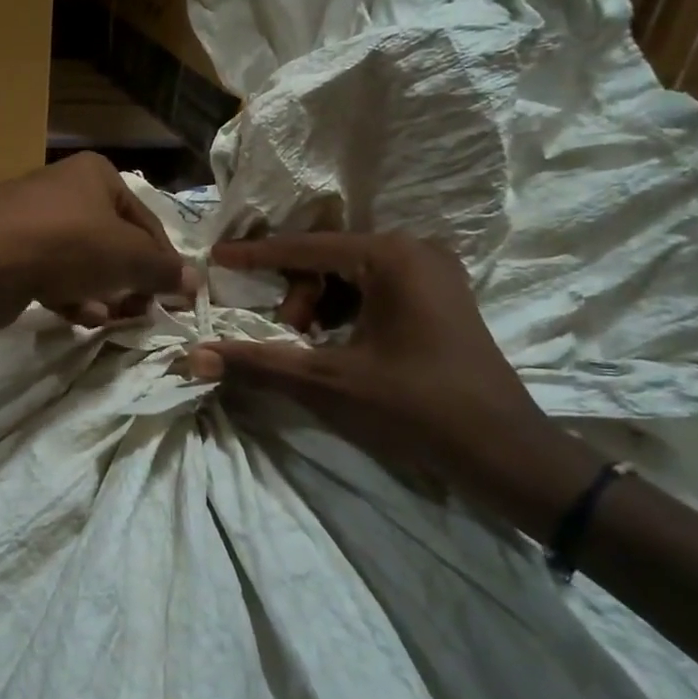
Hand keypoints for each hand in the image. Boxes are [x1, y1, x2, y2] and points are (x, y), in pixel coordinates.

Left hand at [0, 154, 196, 331]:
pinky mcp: (8, 250)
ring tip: (107, 317)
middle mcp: (64, 188)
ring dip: (101, 292)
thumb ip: (163, 270)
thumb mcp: (127, 257)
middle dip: (128, 281)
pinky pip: (51, 273)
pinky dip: (68, 294)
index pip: (147, 221)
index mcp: (96, 174)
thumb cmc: (65, 246)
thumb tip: (195, 282)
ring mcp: (32, 219)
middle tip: (139, 310)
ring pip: (82, 261)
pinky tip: (76, 315)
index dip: (163, 261)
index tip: (174, 297)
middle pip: (113, 242)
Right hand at [186, 234, 605, 536]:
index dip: (256, 256)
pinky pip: (377, 289)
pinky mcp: (442, 296)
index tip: (216, 257)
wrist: (503, 451)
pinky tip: (340, 347)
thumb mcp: (329, 382)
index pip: (305, 248)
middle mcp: (415, 250)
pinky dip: (348, 312)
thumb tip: (194, 357)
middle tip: (287, 337)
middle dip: (297, 295)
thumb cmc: (414, 406)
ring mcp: (434, 272)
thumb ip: (259, 362)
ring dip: (320, 306)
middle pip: (329, 260)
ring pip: (352, 276)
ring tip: (312, 348)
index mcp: (391, 256)